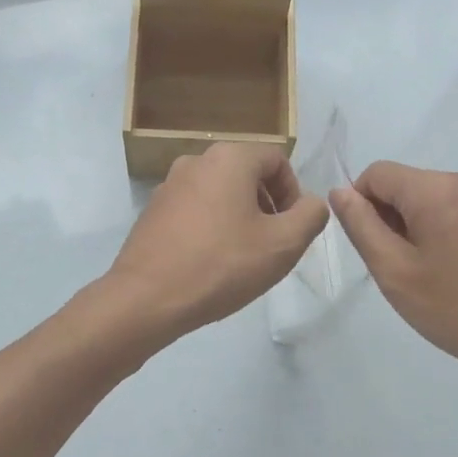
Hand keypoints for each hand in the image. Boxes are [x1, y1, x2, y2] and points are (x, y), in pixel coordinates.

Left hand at [106, 143, 329, 342]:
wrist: (146, 299)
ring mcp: (169, 185)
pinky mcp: (153, 211)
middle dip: (267, 207)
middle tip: (272, 246)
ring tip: (242, 258)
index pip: (277, 161)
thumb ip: (310, 215)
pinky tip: (211, 264)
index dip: (293, 193)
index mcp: (229, 158)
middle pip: (247, 175)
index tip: (291, 230)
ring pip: (220, 193)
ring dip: (240, 218)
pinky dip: (211, 228)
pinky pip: (195, 210)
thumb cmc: (221, 265)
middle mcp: (196, 161)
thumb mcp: (283, 244)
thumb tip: (311, 204)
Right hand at [330, 162, 457, 391]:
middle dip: (394, 219)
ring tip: (435, 275)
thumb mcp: (395, 272)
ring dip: (422, 227)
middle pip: (409, 185)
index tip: (374, 247)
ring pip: (437, 200)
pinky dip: (450, 232)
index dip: (362, 205)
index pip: (378, 173)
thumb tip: (341, 192)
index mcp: (437, 189)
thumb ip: (362, 226)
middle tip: (403, 269)